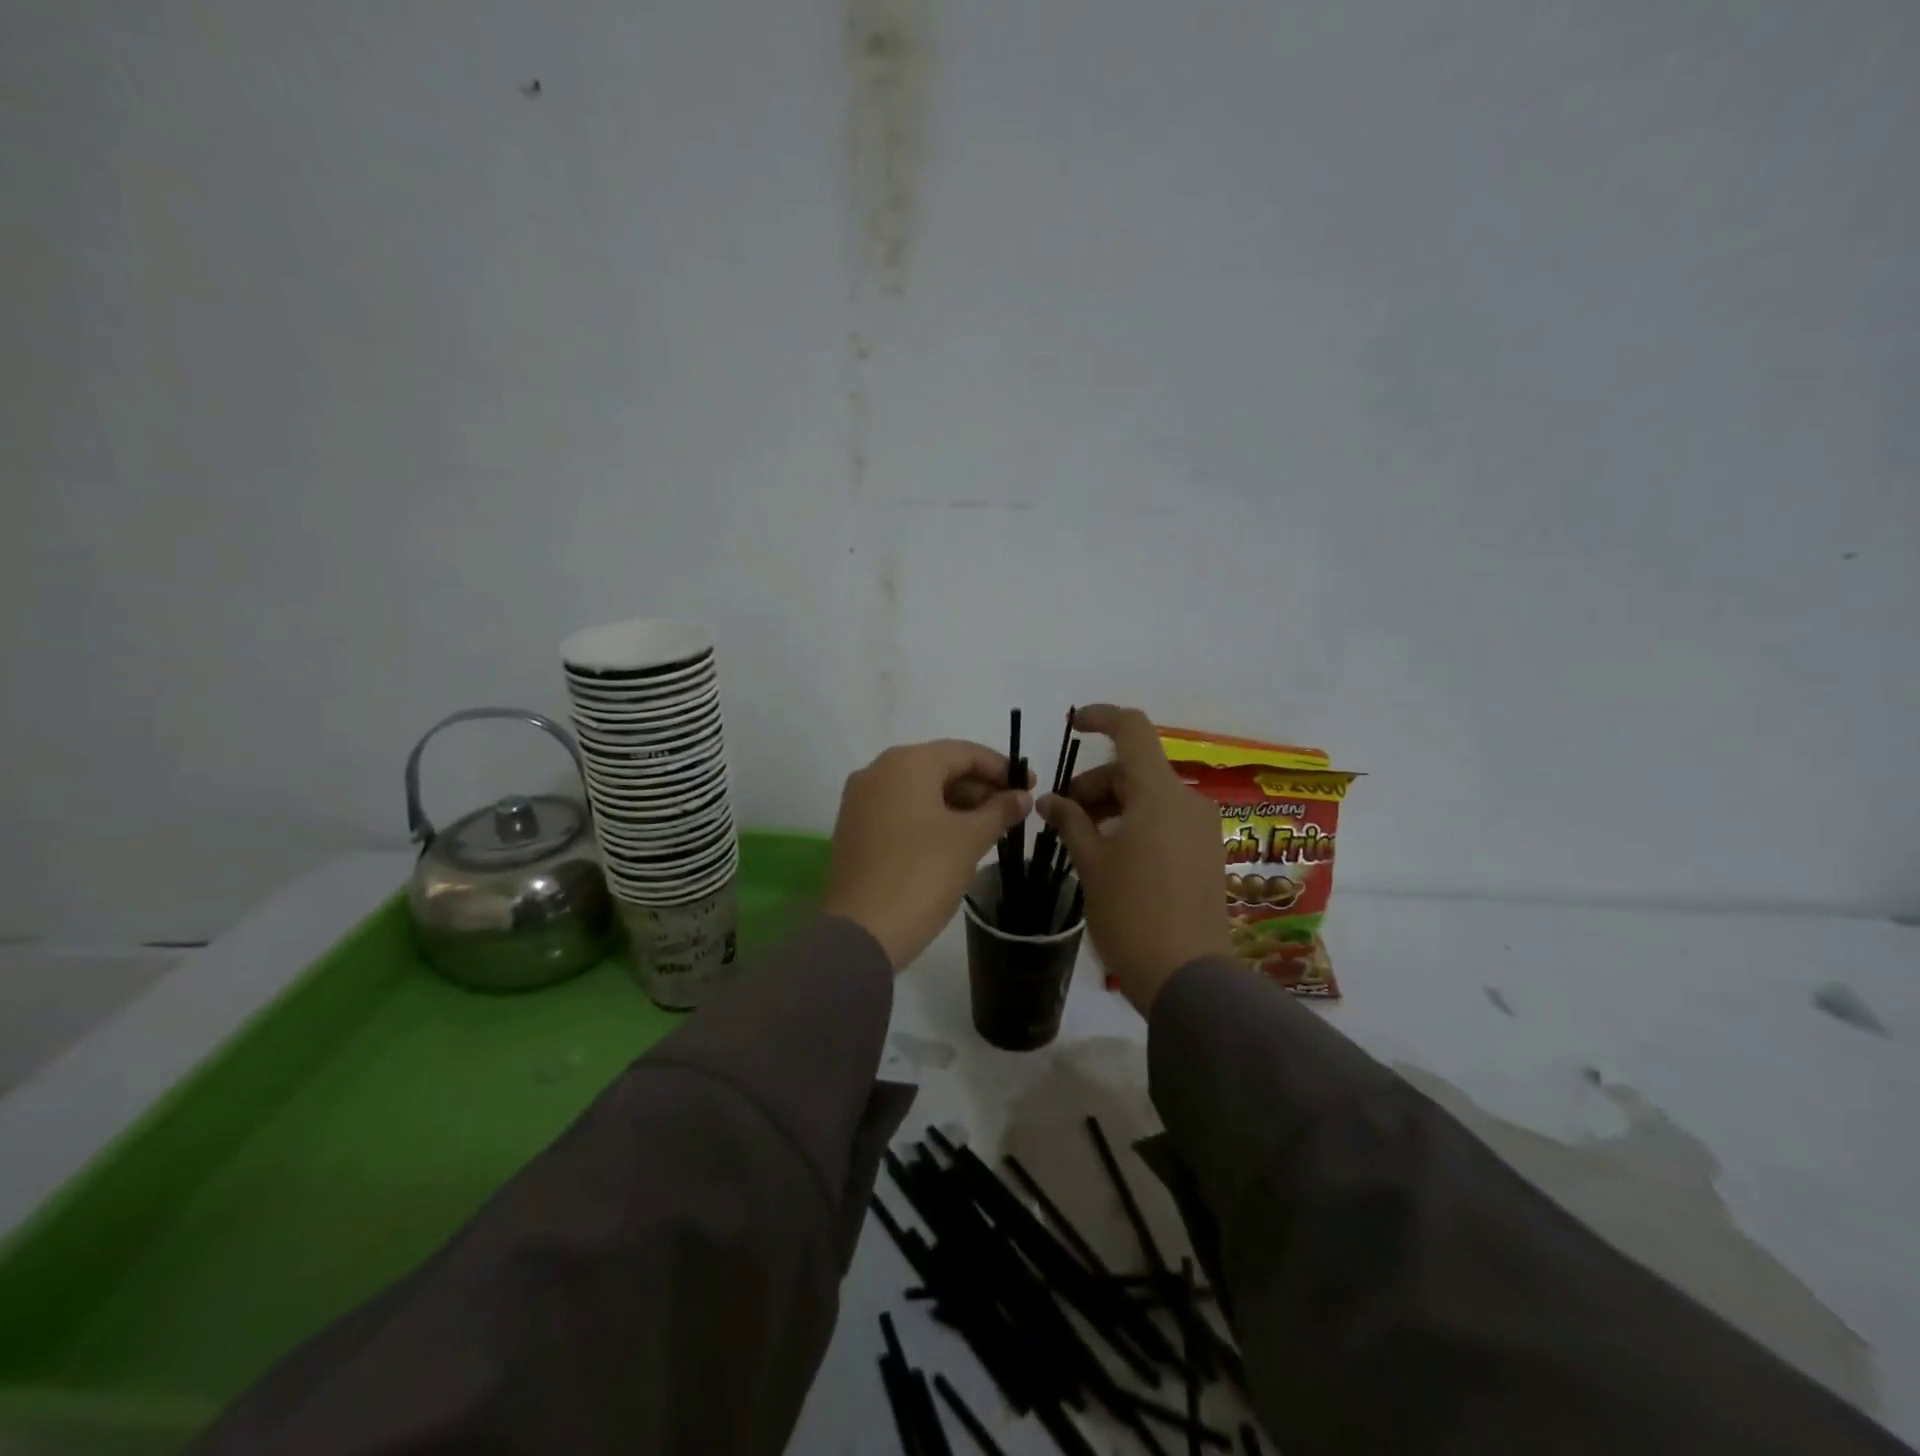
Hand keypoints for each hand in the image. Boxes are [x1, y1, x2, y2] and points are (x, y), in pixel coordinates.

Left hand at [823, 740, 1032, 969]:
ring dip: (956, 804)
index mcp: (907, 763)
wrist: (863, 930)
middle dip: (979, 787)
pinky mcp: (854, 827)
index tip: (1029, 786)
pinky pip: (900, 809)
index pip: (964, 752)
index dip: (1001, 768)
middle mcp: (878, 771)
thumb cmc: (923, 874)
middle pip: (939, 768)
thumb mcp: (970, 839)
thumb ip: (1000, 810)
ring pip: (919, 790)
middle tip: (1012, 811)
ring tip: (989, 828)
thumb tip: (1021, 796)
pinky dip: (930, 817)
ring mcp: (861, 800)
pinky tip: (954, 839)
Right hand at [1037, 705, 1229, 1012]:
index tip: (1073, 726)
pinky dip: (1136, 823)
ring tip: (1083, 840)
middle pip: (1135, 769)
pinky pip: (1167, 820)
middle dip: (1095, 784)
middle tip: (1062, 816)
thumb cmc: (1131, 914)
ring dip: (1114, 805)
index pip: (1133, 730)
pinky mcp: (1208, 854)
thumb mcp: (1092, 865)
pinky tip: (1113, 855)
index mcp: (1159, 794)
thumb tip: (1050, 800)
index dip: (1101, 718)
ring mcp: (1203, 829)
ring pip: (1151, 796)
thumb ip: (1070, 822)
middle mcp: (1188, 801)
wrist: (1189, 978)